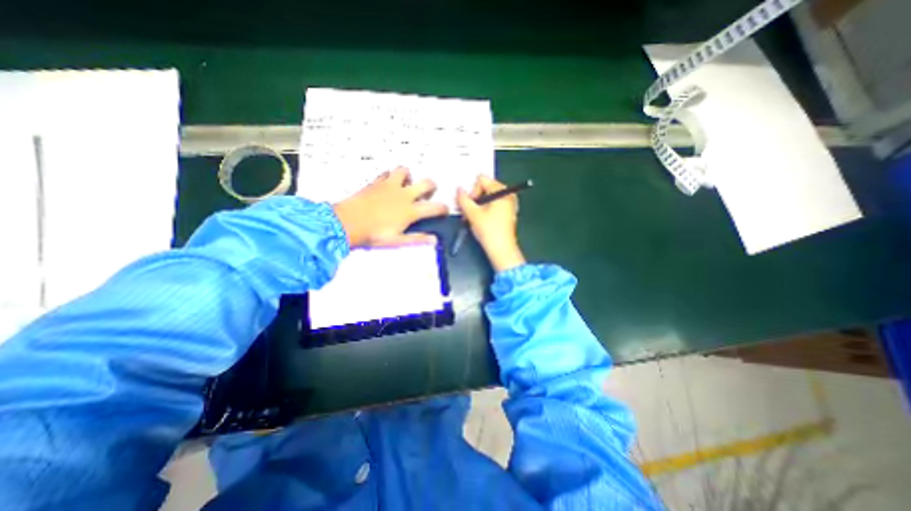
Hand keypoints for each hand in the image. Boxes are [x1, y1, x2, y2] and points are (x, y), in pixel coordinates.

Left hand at [333, 166, 448, 246]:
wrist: (347, 223)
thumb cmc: (373, 234)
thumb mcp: (397, 241)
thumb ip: (417, 239)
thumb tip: (434, 240)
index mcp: (411, 211)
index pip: (435, 207)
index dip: (443, 209)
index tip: (444, 211)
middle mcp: (404, 195)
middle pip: (427, 183)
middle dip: (432, 187)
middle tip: (428, 193)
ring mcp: (390, 186)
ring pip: (406, 171)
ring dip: (409, 176)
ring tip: (407, 184)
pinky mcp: (377, 182)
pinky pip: (387, 173)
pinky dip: (391, 176)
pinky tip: (388, 184)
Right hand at [455, 173, 527, 270]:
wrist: (502, 251)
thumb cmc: (489, 231)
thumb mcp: (472, 214)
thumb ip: (463, 199)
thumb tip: (459, 190)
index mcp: (502, 191)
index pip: (482, 180)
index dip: (472, 191)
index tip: (468, 205)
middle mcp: (508, 195)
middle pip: (485, 188)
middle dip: (474, 199)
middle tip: (467, 212)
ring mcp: (509, 204)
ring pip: (488, 198)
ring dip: (477, 206)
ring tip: (471, 218)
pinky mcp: (507, 214)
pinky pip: (493, 205)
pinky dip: (484, 210)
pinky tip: (479, 221)